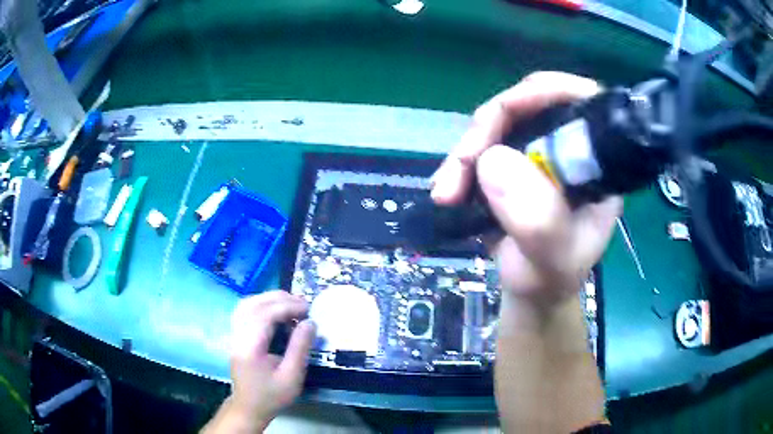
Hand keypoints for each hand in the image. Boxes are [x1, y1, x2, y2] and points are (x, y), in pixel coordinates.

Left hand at [227, 290, 315, 430]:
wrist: (248, 407)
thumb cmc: (271, 395)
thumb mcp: (291, 377)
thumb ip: (300, 348)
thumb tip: (310, 322)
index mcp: (250, 347)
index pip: (265, 315)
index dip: (287, 307)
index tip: (308, 309)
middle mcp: (238, 335)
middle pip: (254, 304)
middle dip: (279, 299)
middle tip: (303, 304)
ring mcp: (234, 334)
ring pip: (247, 304)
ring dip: (269, 299)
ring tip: (291, 304)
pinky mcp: (235, 335)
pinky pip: (245, 310)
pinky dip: (261, 305)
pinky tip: (275, 311)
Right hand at [431, 72, 621, 309]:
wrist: (533, 291)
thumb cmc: (552, 277)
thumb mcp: (552, 259)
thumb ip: (537, 220)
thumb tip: (493, 160)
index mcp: (596, 164)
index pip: (581, 101)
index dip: (544, 93)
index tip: (503, 113)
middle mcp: (570, 148)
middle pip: (528, 106)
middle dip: (488, 130)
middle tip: (461, 167)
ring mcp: (539, 152)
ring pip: (497, 125)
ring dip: (465, 153)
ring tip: (445, 193)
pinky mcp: (512, 161)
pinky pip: (482, 146)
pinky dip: (459, 164)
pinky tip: (446, 189)